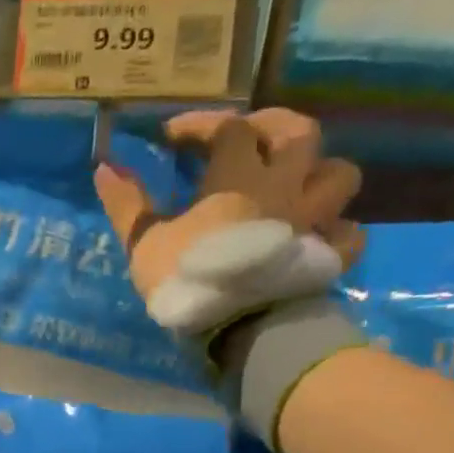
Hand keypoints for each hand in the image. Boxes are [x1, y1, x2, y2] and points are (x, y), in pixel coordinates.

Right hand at [92, 110, 364, 336]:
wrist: (241, 328)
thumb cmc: (189, 281)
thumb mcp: (145, 244)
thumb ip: (127, 205)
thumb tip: (104, 167)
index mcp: (239, 177)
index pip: (227, 128)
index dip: (199, 125)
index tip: (172, 138)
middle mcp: (285, 186)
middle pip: (298, 132)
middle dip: (273, 125)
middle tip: (250, 136)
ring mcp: (314, 219)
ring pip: (339, 174)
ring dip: (319, 172)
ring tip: (296, 183)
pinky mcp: (328, 257)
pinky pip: (348, 234)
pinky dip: (337, 230)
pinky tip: (317, 236)